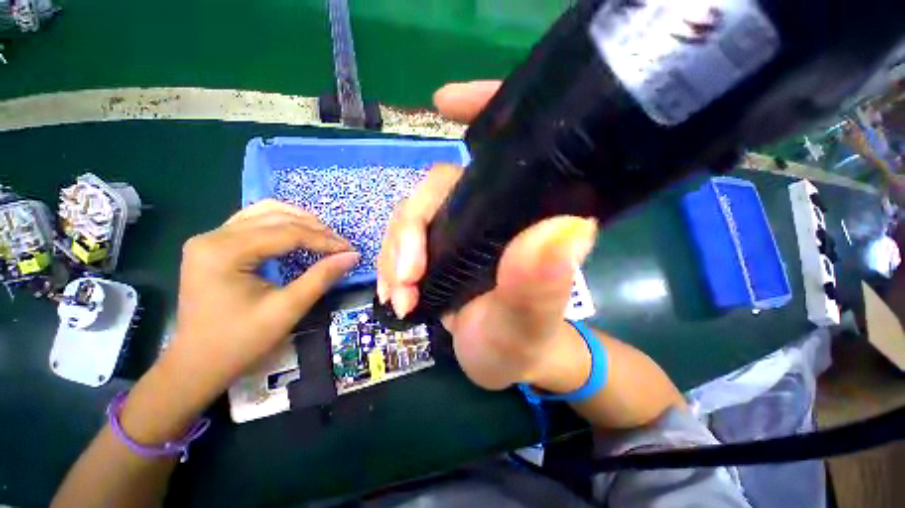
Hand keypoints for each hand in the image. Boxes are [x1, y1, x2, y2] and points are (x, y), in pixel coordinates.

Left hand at [159, 200, 358, 404]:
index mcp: (224, 252)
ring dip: (300, 221)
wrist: (197, 364)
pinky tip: (298, 233)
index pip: (286, 233)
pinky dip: (282, 223)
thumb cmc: (240, 341)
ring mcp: (210, 238)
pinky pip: (254, 221)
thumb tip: (352, 256)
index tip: (349, 250)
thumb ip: (321, 278)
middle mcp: (213, 236)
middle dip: (315, 229)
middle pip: (276, 218)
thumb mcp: (287, 310)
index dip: (324, 240)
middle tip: (341, 245)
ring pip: (265, 212)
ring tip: (324, 237)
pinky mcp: (213, 244)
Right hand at [377, 81, 598, 392]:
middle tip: (407, 279)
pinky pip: (404, 242)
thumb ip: (540, 285)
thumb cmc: (523, 343)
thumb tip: (567, 229)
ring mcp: (460, 229)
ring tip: (399, 296)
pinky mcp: (440, 249)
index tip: (443, 102)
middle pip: (437, 189)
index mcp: (524, 216)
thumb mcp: (528, 322)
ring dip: (395, 255)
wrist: (506, 361)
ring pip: (413, 217)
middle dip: (410, 230)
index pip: (507, 150)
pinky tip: (395, 293)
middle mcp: (491, 212)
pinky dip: (392, 266)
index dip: (481, 112)